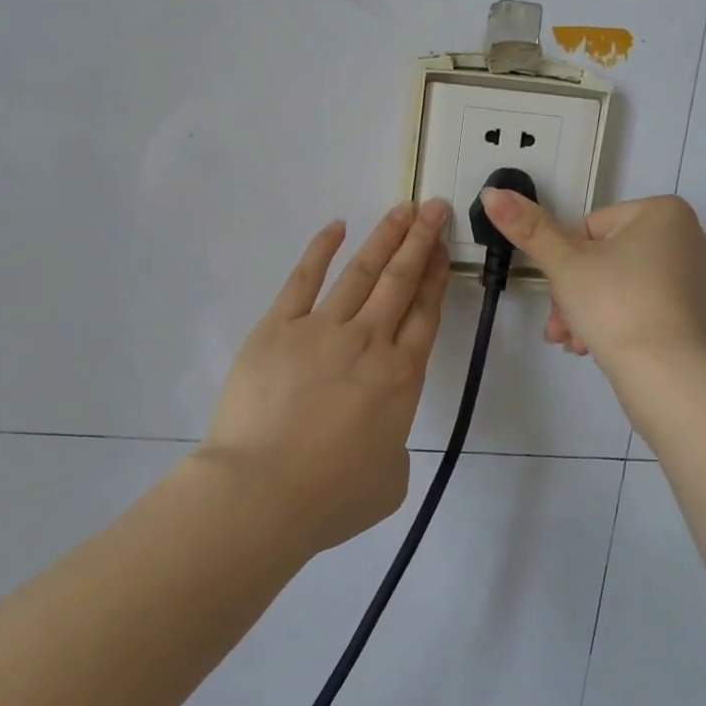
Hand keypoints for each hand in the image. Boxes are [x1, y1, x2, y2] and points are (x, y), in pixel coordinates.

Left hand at [201, 200, 452, 553]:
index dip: (437, 277)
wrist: (261, 492)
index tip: (444, 249)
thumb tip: (378, 432)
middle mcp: (369, 342)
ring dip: (385, 237)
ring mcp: (322, 329)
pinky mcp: (278, 327)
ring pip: (362, 272)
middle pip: (401, 281)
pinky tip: (337, 226)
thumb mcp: (389, 481)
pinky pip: (304, 279)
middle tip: (435, 207)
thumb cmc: (330, 497)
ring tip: (402, 209)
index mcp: (401, 377)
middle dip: (421, 241)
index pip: (426, 314)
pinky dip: (321, 250)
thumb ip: (393, 447)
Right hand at [479, 191, 705, 368]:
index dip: (565, 264)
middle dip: (579, 296)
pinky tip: (619, 355)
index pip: (592, 229)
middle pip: (615, 262)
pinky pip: (665, 318)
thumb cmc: (614, 305)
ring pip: (636, 291)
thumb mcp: (563, 264)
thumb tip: (493, 192)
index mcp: (664, 213)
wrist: (669, 374)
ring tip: (580, 347)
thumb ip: (529, 228)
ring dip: (600, 315)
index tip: (556, 297)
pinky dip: (638, 330)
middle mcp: (697, 239)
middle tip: (561, 330)